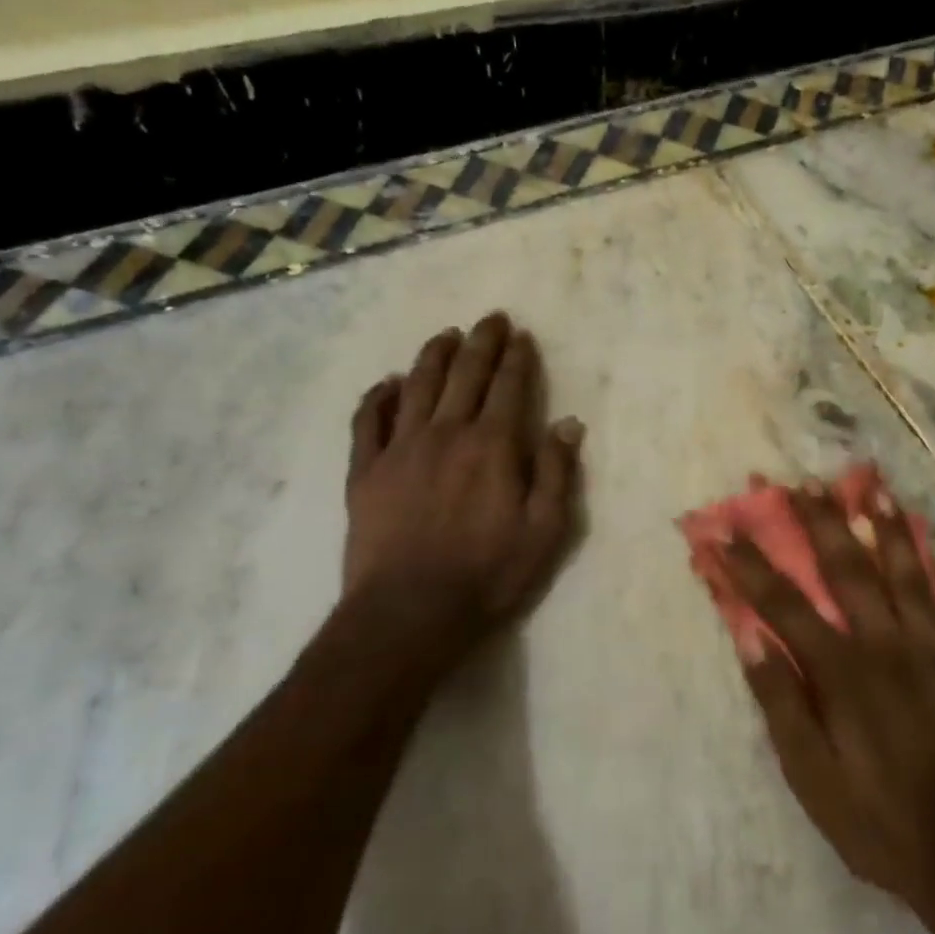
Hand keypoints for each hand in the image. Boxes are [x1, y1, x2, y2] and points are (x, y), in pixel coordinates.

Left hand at [333, 311, 584, 683]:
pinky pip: (368, 422)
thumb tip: (569, 424)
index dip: (518, 358)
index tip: (522, 336)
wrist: (408, 614)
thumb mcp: (545, 531)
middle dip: (481, 343)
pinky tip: (387, 383)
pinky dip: (378, 397)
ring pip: (418, 386)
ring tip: (445, 335)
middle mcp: (446, 433)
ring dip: (434, 356)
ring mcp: (400, 449)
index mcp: (492, 445)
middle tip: (490, 319)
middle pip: (465, 375)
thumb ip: (557, 472)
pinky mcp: (365, 472)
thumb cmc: (488, 574)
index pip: (509, 387)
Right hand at [720, 483, 934, 929]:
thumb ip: (781, 703)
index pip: (785, 604)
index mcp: (843, 671)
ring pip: (910, 576)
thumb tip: (750, 637)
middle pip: (849, 571)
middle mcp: (888, 645)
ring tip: (874, 489)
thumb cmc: (878, 820)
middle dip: (821, 523)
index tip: (725, 530)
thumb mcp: (811, 777)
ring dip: (889, 529)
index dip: (751, 565)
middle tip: (803, 482)